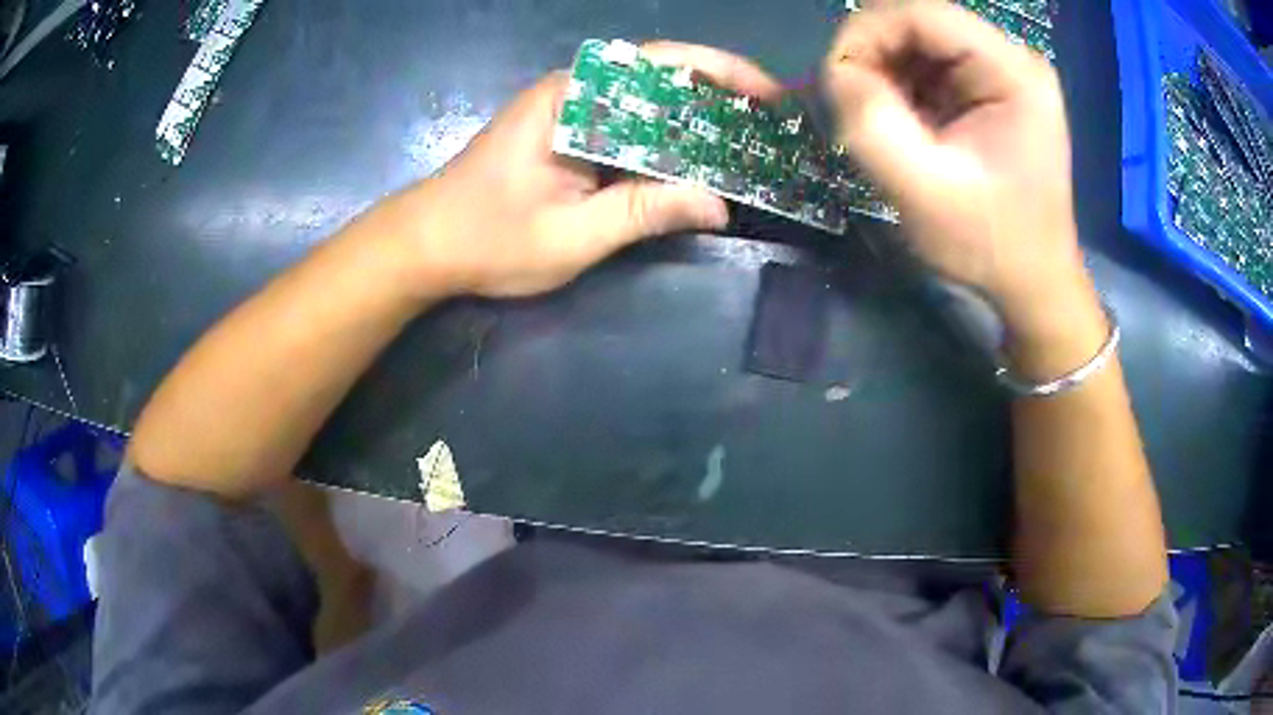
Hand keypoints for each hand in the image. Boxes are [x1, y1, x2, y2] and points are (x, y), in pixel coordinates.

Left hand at [376, 43, 782, 299]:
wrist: (426, 244)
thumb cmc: (488, 240)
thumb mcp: (571, 235)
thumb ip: (645, 212)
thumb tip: (719, 205)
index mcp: (572, 97)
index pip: (661, 64)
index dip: (723, 72)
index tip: (770, 95)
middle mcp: (573, 89)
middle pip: (661, 74)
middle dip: (720, 91)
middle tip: (770, 122)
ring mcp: (568, 108)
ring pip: (647, 98)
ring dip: (697, 114)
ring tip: (748, 138)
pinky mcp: (565, 130)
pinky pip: (628, 122)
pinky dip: (667, 136)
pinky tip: (695, 158)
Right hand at [826, 1, 1093, 335]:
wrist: (1033, 283)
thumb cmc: (990, 245)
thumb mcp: (923, 192)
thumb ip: (870, 122)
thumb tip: (836, 71)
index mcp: (1011, 71)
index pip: (917, 12)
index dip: (863, 36)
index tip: (838, 86)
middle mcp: (1010, 57)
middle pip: (914, 21)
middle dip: (873, 58)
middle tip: (860, 112)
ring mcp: (1001, 70)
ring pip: (915, 40)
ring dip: (885, 74)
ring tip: (885, 125)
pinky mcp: (990, 88)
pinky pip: (927, 64)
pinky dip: (901, 87)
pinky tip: (907, 126)